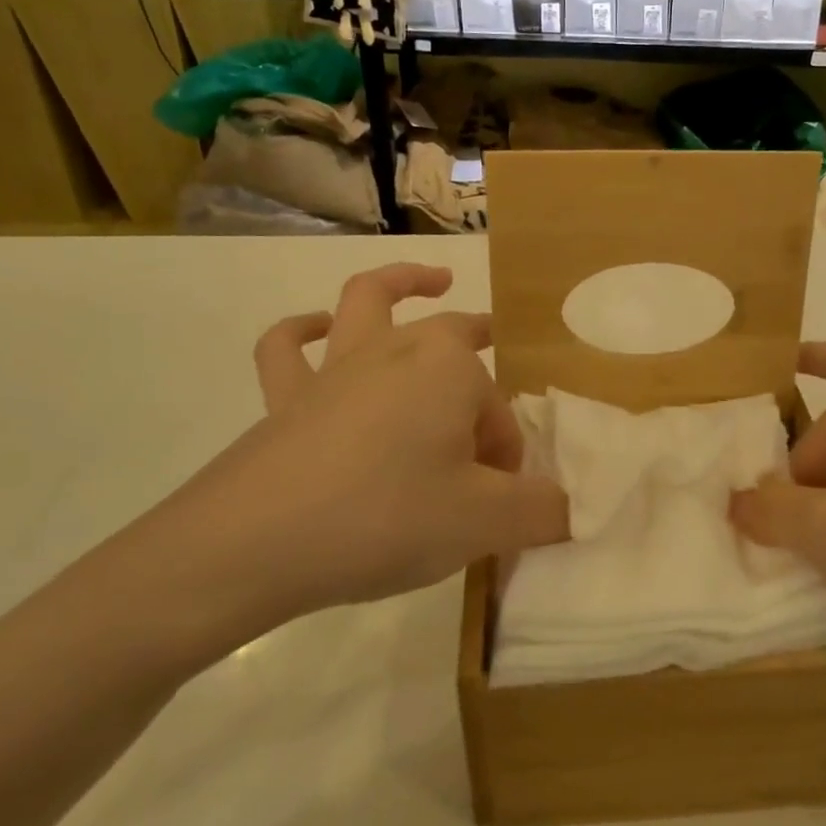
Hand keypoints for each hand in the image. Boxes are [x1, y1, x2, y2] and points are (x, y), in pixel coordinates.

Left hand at [114, 263, 567, 666]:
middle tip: (499, 379)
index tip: (501, 507)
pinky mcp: (285, 397)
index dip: (507, 459)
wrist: (253, 544)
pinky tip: (316, 329)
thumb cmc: (385, 518)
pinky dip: (303, 330)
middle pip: (454, 342)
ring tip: (431, 281)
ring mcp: (336, 367)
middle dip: (481, 360)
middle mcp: (398, 351)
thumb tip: (572, 510)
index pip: (499, 415)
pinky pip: (288, 348)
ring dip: (401, 283)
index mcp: (451, 369)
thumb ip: (543, 511)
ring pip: (369, 302)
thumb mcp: (485, 523)